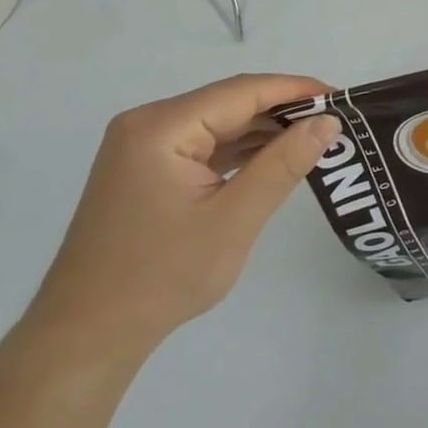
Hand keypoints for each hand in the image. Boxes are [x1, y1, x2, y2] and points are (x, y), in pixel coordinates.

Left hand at [23, 74, 339, 365]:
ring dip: (262, 131)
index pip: (242, 91)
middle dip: (282, 111)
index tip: (342, 99)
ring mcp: (141, 147)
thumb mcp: (234, 219)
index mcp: (162, 126)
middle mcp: (147, 124)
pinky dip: (238, 151)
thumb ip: (283, 164)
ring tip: (313, 140)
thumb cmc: (161, 277)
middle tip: (334, 124)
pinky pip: (201, 145)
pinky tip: (271, 159)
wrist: (84, 337)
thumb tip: (328, 122)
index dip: (296, 90)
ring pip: (217, 123)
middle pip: (229, 103)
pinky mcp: (144, 169)